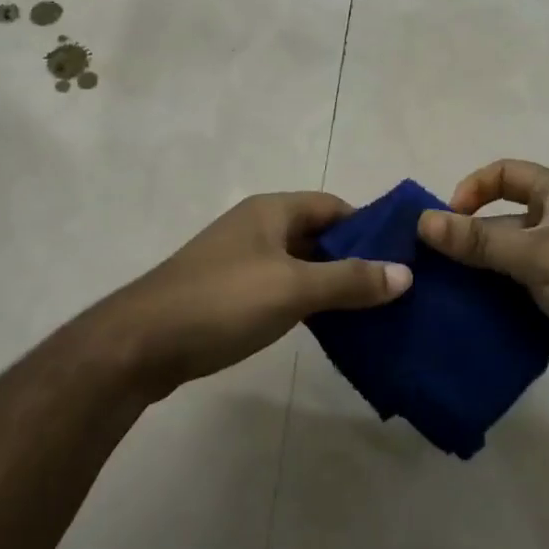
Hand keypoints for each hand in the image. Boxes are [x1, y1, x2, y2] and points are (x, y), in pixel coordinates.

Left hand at [106, 192, 411, 395]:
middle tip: (396, 290)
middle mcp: (257, 228)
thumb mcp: (293, 288)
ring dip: (332, 285)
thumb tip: (405, 273)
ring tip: (374, 313)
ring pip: (301, 266)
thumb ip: (349, 280)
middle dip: (354, 259)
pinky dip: (308, 304)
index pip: (333, 206)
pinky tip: (332, 329)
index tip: (402, 256)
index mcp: (271, 211)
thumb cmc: (222, 301)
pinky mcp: (230, 294)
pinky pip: (282, 290)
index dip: (368, 227)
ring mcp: (240, 262)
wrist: (143, 343)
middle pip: (318, 235)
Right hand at [416, 159, 548, 406]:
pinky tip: (465, 318)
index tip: (446, 223)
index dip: (471, 190)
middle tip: (428, 267)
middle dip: (464, 240)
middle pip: (498, 221)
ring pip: (503, 261)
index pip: (504, 174)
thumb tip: (422, 222)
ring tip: (436, 295)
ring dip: (473, 275)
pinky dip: (491, 301)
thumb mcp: (538, 255)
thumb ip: (479, 240)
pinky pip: (514, 293)